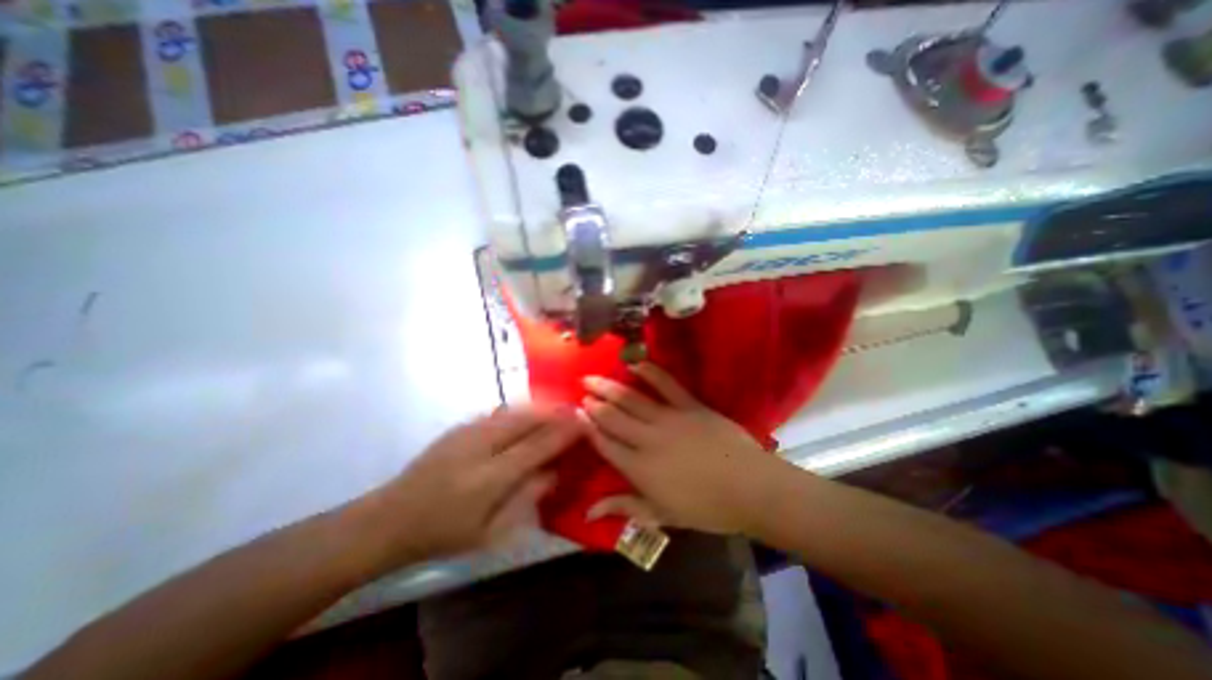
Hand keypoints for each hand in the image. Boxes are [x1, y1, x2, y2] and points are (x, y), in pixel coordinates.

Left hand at [359, 406, 580, 566]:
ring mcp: (469, 432)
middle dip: (556, 412)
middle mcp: (482, 446)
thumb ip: (526, 498)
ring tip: (560, 407)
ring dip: (541, 406)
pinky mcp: (461, 426)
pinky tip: (530, 411)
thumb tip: (555, 471)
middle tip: (577, 410)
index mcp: (490, 478)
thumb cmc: (443, 534)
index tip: (585, 422)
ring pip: (515, 410)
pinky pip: (500, 411)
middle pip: (528, 419)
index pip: (537, 446)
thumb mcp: (490, 532)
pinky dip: (522, 408)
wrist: (389, 518)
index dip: (564, 432)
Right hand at [578, 364, 774, 532]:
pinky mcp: (689, 405)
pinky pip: (666, 385)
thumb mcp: (661, 514)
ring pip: (631, 400)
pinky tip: (634, 364)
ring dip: (609, 387)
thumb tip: (589, 511)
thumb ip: (624, 507)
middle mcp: (647, 439)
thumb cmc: (705, 508)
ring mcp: (669, 419)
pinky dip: (650, 373)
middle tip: (581, 390)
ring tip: (593, 377)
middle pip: (613, 417)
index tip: (576, 414)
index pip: (605, 443)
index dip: (588, 428)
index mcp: (639, 468)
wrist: (749, 488)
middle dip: (594, 403)